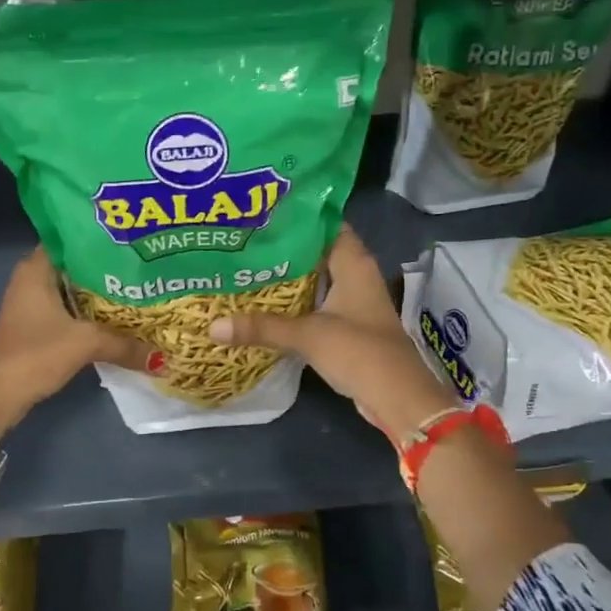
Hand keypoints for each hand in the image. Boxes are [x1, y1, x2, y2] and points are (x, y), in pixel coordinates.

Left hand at [0, 248, 152, 434]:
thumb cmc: (35, 353)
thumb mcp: (85, 343)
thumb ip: (125, 345)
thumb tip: (163, 358)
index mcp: (37, 268)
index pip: (72, 237)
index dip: (101, 236)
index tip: (134, 238)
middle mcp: (33, 280)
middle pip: (78, 265)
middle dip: (110, 266)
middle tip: (146, 264)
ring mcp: (35, 305)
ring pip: (76, 290)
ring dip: (103, 293)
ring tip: (142, 288)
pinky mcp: (39, 327)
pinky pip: (73, 311)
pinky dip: (94, 314)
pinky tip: (121, 318)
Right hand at [207, 226, 457, 441]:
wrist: (397, 396)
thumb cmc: (359, 351)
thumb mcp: (307, 335)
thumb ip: (262, 327)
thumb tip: (212, 326)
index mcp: (353, 263)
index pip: (326, 223)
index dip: (297, 216)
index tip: (262, 213)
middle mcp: (356, 274)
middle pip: (318, 250)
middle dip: (286, 246)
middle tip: (246, 240)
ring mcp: (354, 301)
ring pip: (318, 278)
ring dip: (290, 275)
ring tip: (248, 266)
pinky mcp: (350, 325)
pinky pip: (318, 302)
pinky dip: (297, 301)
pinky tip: (268, 303)